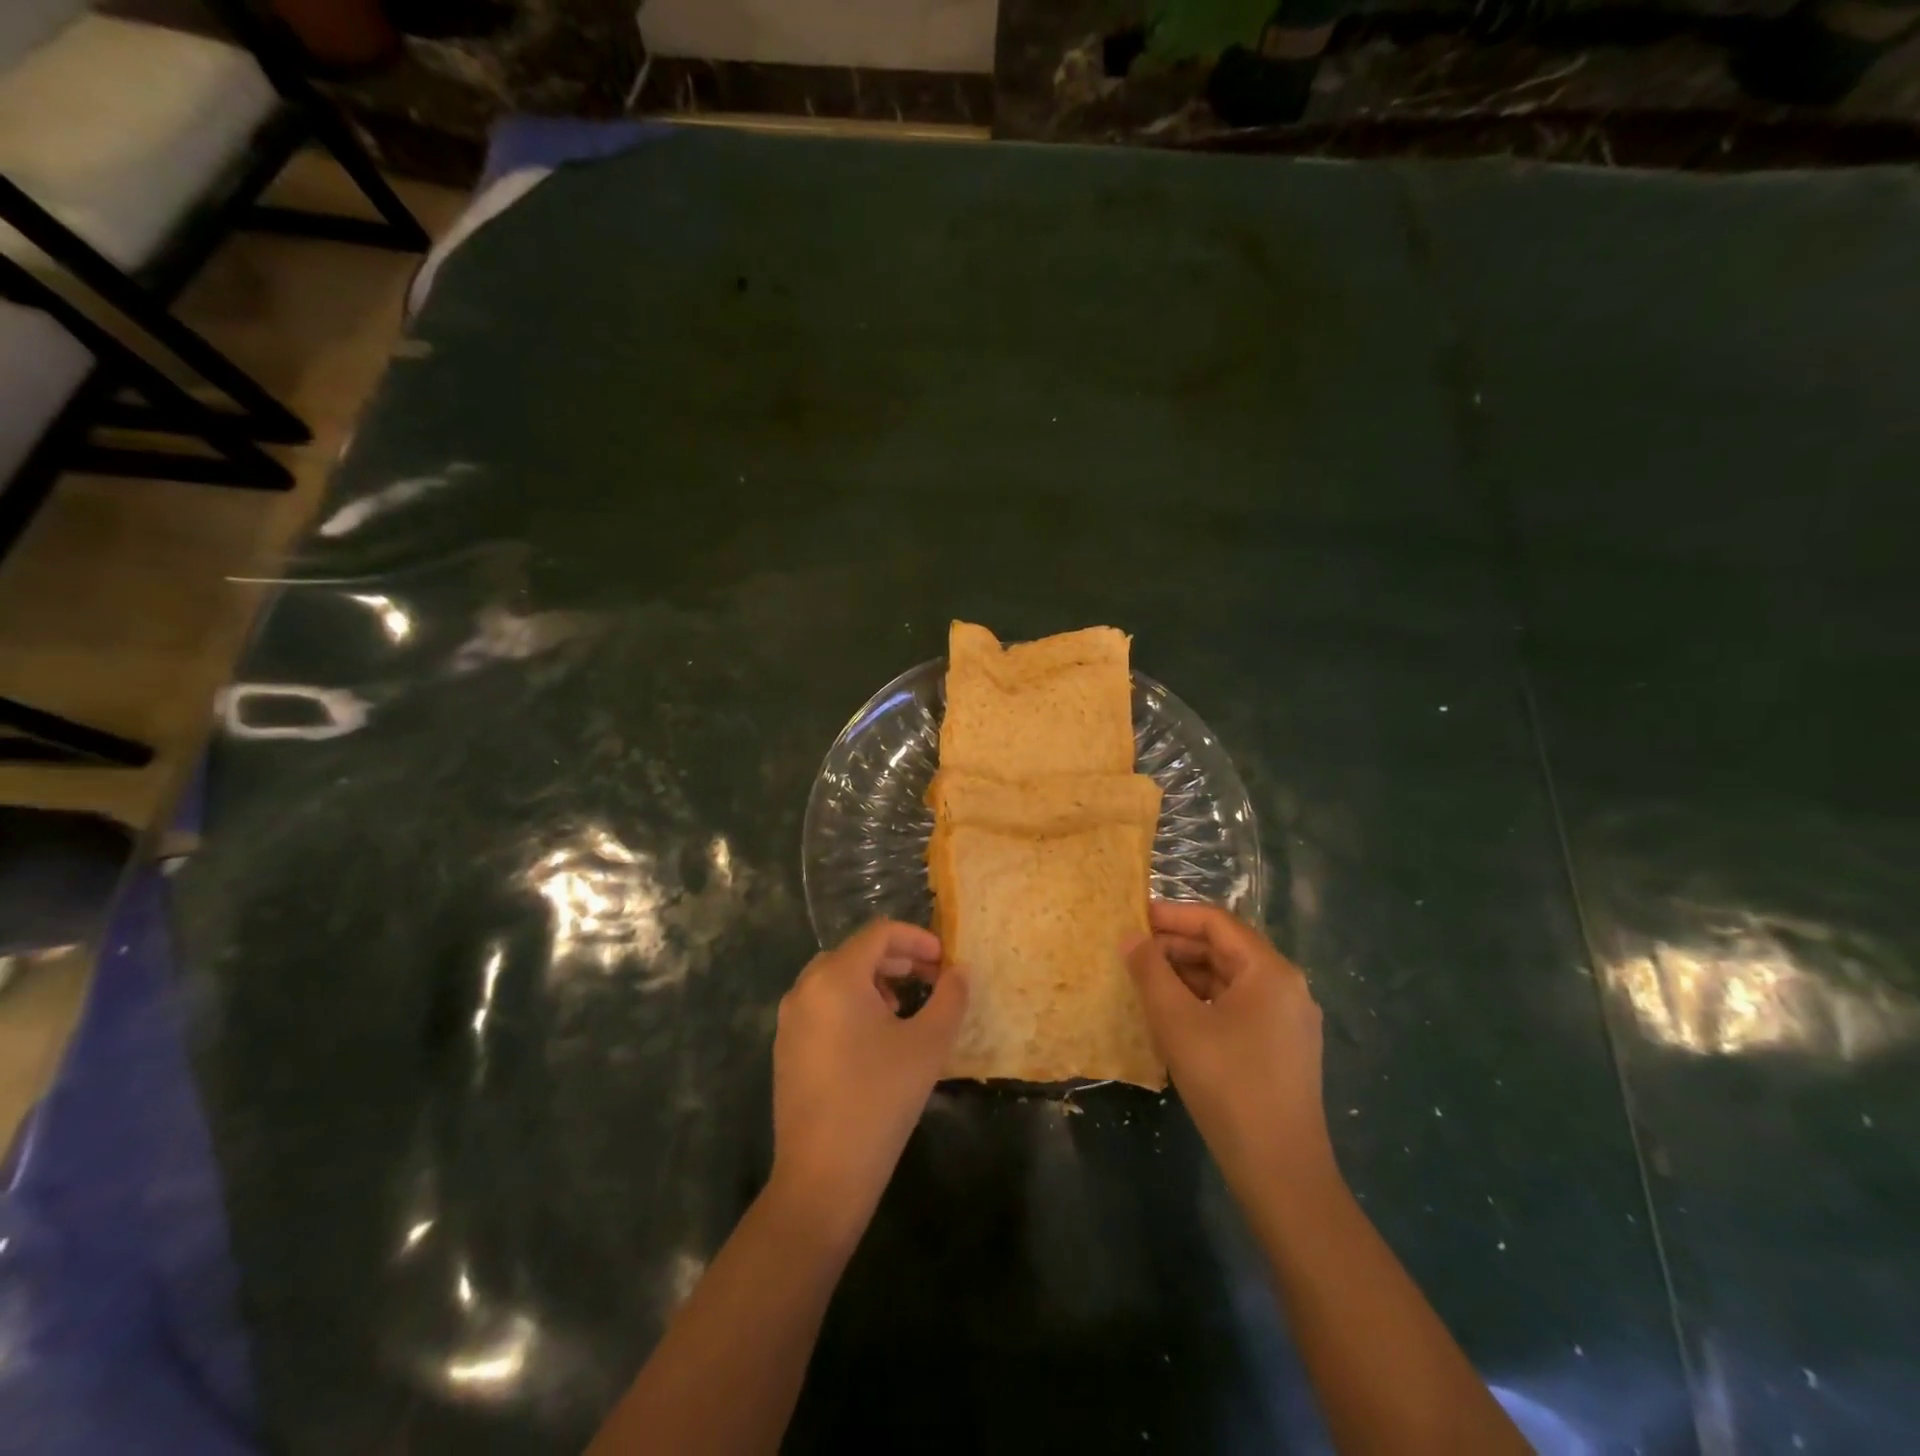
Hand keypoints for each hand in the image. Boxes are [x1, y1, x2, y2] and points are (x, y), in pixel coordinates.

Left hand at [768, 921, 967, 1244]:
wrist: (822, 1176)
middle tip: (930, 979)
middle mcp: (805, 988)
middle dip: (897, 958)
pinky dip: (851, 1002)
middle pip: (856, 952)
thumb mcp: (928, 1045)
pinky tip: (874, 1036)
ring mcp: (790, 1019)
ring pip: (836, 978)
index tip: (944, 960)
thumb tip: (959, 971)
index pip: (879, 933)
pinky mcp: (786, 1047)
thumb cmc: (880, 1100)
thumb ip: (950, 998)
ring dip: (874, 980)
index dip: (917, 938)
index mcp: (836, 977)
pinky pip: (822, 1004)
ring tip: (904, 1005)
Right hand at [1124, 902, 1334, 1200]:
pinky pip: (1237, 1006)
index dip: (1172, 915)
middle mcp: (1286, 986)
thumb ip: (1150, 971)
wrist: (1280, 1171)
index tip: (1132, 918)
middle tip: (1131, 953)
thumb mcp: (1177, 1022)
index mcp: (1269, 970)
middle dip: (1176, 946)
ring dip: (1186, 975)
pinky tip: (1172, 1016)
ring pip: (1229, 979)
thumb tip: (1131, 937)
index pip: (1215, 922)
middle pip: (1224, 948)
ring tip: (1144, 983)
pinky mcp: (1282, 1048)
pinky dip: (1202, 1001)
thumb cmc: (1227, 1084)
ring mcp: (1287, 1020)